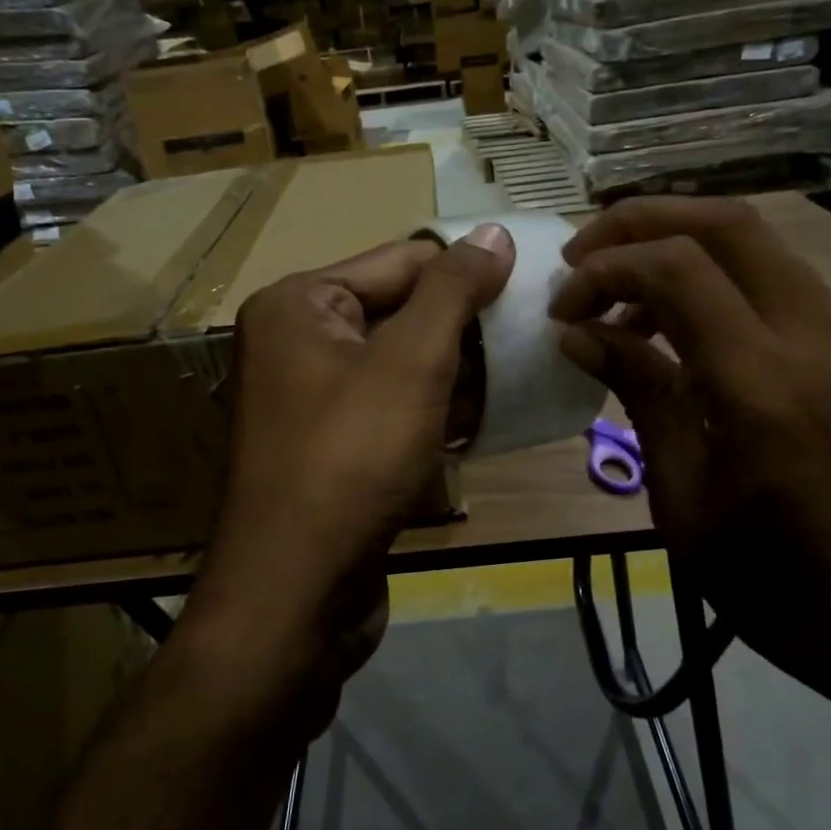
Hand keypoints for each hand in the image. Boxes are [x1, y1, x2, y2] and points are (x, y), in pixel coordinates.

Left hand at [187, 225, 515, 726]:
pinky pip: (391, 412)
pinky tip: (481, 426)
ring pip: (401, 367)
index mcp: (299, 305)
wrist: (296, 594)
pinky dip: (433, 414)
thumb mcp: (411, 362)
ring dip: (457, 376)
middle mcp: (296, 344)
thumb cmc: (351, 460)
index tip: (534, 283)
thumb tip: (493, 235)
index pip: (400, 261)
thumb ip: (452, 292)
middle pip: (400, 313)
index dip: (469, 272)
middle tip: (534, 339)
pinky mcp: (330, 450)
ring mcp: (310, 401)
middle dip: (465, 331)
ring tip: (518, 383)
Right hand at [551, 198, 830, 713]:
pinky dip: (725, 288)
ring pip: (764, 248)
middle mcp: (821, 340)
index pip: (674, 270)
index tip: (563, 310)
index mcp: (763, 387)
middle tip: (584, 255)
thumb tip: (579, 334)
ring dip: (682, 252)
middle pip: (728, 223)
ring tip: (628, 305)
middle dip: (642, 221)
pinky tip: (693, 336)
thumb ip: (638, 396)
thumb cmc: (776, 586)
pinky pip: (790, 291)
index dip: (604, 271)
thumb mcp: (683, 499)